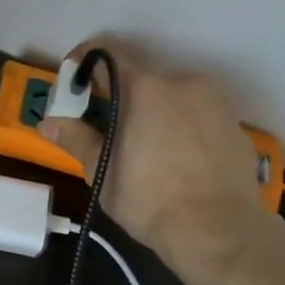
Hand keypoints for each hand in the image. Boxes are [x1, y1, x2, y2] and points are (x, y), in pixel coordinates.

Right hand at [38, 40, 274, 284]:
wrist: (218, 231)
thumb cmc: (148, 198)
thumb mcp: (102, 171)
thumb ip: (76, 138)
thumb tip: (48, 123)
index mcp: (145, 88)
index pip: (108, 53)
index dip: (85, 62)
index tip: (74, 82)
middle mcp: (183, 83)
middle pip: (142, 79)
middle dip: (122, 99)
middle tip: (109, 130)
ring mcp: (215, 103)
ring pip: (173, 97)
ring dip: (155, 112)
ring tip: (146, 150)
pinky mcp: (236, 126)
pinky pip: (199, 117)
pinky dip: (183, 129)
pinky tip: (178, 162)